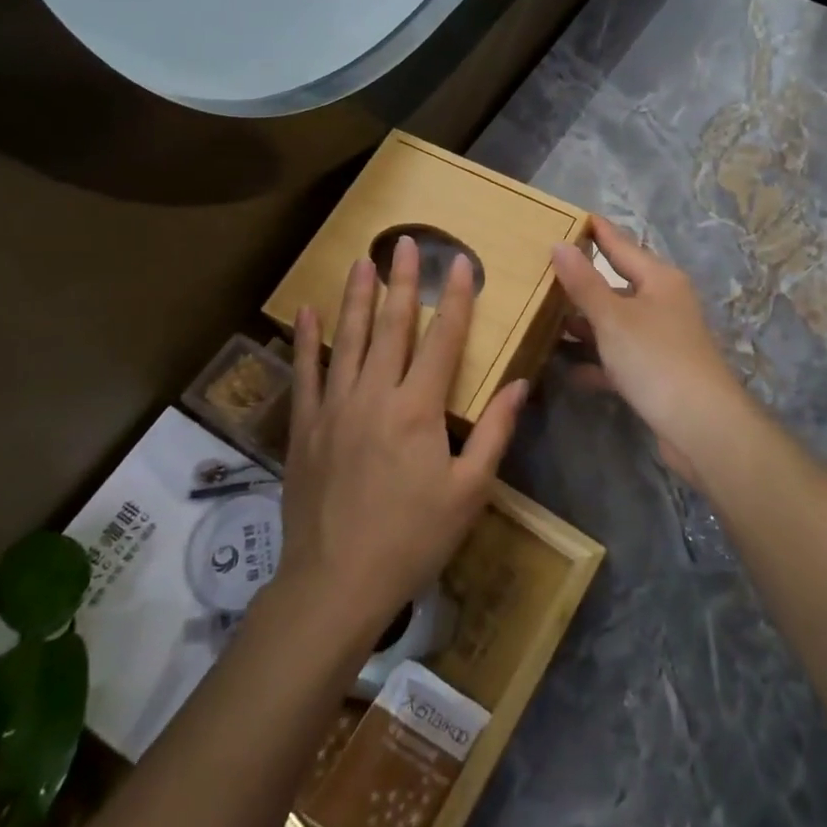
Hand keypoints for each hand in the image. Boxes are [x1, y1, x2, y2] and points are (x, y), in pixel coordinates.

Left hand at [277, 237, 524, 640]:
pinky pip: (306, 373)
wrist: (335, 584)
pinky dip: (307, 340)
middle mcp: (374, 395)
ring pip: (349, 339)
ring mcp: (334, 407)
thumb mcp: (469, 491)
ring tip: (363, 260)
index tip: (462, 262)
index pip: (443, 339)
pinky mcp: (305, 427)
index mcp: (418, 408)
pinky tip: (306, 311)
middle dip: (403, 281)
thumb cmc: (412, 538)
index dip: (456, 299)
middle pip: (392, 326)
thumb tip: (521, 384)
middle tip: (407, 242)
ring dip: (357, 296)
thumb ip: (494, 432)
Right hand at [551, 217, 766, 485]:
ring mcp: (662, 340)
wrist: (701, 426)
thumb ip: (584, 282)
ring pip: (616, 323)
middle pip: (618, 284)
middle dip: (584, 280)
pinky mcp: (657, 374)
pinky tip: (568, 370)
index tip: (571, 216)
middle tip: (545, 267)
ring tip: (547, 316)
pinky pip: (620, 360)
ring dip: (587, 323)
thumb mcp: (613, 317)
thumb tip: (559, 244)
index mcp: (659, 280)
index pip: (622, 245)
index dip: (597, 231)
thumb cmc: (656, 359)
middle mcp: (664, 304)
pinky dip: (597, 362)